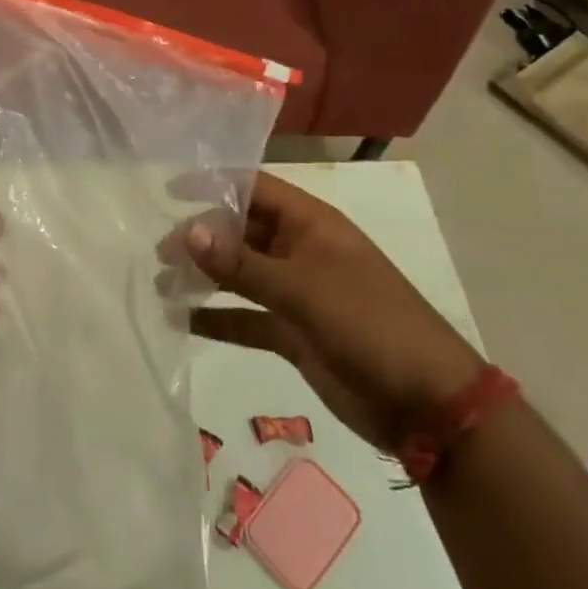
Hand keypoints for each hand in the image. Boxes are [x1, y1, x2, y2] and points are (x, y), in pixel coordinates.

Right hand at [180, 173, 483, 450]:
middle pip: (241, 231)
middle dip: (201, 237)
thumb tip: (187, 231)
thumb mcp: (302, 289)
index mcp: (310, 224)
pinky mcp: (293, 332)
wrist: (428, 405)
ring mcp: (297, 292)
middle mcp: (300, 250)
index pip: (253, 188)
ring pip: (240, 274)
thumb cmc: (369, 324)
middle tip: (158, 251)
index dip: (213, 183)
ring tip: (160, 283)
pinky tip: (181, 320)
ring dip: (204, 277)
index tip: (169, 188)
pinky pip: (246, 317)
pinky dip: (216, 318)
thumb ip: (242, 263)